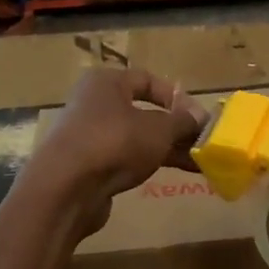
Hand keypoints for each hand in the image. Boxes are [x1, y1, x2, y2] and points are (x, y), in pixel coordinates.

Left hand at [19, 67, 205, 237]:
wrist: (66, 189)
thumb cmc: (114, 142)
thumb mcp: (158, 129)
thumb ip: (182, 122)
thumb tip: (200, 117)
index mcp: (106, 83)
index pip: (147, 79)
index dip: (175, 96)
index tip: (198, 116)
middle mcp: (95, 104)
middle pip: (143, 111)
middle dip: (175, 127)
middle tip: (202, 142)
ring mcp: (90, 136)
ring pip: (137, 137)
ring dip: (167, 148)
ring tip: (198, 163)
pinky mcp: (90, 166)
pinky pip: (127, 159)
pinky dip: (149, 163)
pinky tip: (173, 174)